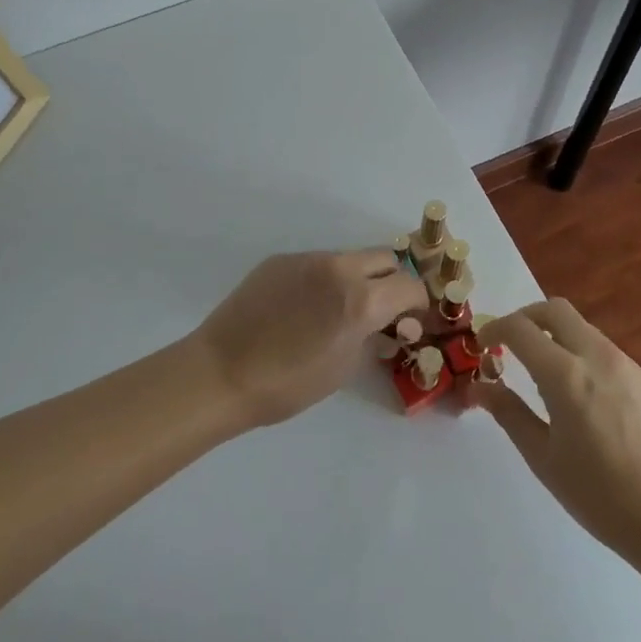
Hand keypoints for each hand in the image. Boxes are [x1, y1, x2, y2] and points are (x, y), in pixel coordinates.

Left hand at [194, 249, 427, 426]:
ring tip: (336, 311)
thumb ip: (371, 338)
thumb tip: (386, 327)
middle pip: (385, 258)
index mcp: (361, 299)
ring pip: (348, 258)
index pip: (410, 286)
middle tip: (381, 311)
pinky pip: (316, 263)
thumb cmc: (288, 383)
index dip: (417, 304)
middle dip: (391, 282)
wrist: (223, 371)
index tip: (410, 321)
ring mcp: (307, 258)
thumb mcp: (344, 368)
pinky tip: (302, 308)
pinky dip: (323, 280)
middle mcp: (338, 268)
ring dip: (356, 279)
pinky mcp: (280, 259)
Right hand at [471, 299, 640, 564]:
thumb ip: (508, 413)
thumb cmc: (600, 496)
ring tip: (544, 373)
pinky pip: (604, 351)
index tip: (482, 345)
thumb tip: (480, 386)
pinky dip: (581, 355)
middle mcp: (597, 357)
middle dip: (526, 318)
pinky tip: (582, 396)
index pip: (520, 328)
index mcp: (565, 375)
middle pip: (554, 310)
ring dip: (555, 335)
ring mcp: (626, 365)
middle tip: (510, 344)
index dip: (495, 329)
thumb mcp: (543, 458)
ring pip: (582, 328)